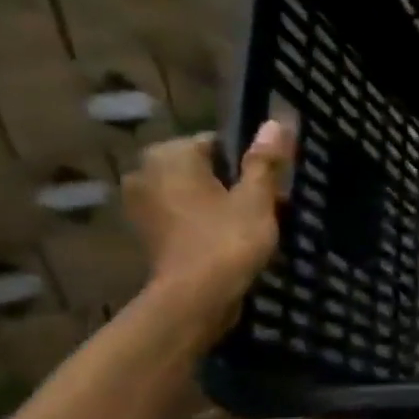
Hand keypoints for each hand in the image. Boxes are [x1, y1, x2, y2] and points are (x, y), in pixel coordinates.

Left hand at [122, 122, 294, 329]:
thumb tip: (276, 122)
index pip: (218, 144)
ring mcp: (141, 205)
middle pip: (204, 169)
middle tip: (265, 209)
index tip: (271, 188)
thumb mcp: (256, 199)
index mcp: (169, 155)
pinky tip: (229, 242)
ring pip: (193, 194)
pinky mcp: (147, 233)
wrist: (196, 297)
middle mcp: (145, 172)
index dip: (249, 164)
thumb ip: (265, 161)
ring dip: (219, 205)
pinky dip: (204, 224)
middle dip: (233, 184)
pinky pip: (183, 217)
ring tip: (251, 227)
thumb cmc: (227, 240)